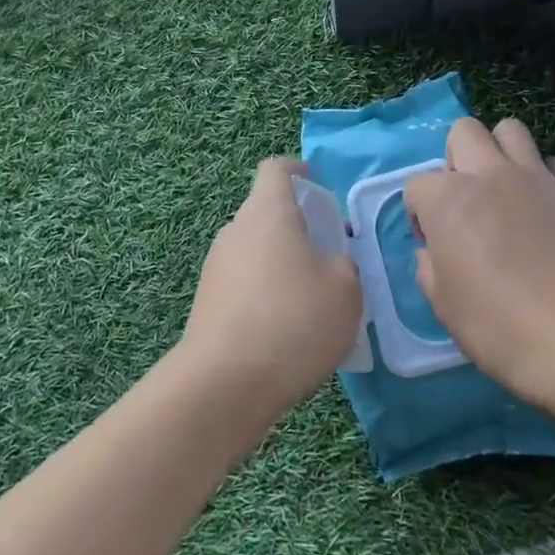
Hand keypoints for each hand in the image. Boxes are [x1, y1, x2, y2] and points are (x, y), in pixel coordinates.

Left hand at [180, 158, 363, 419]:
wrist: (225, 384)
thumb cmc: (293, 320)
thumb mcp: (346, 289)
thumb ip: (344, 264)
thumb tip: (331, 263)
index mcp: (268, 211)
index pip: (276, 170)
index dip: (298, 171)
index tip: (317, 184)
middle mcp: (236, 230)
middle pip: (267, 213)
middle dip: (298, 227)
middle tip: (330, 255)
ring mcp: (216, 267)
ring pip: (256, 251)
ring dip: (283, 265)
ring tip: (313, 301)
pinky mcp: (208, 304)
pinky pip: (245, 285)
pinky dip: (267, 295)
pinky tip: (288, 332)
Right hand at [406, 119, 554, 400]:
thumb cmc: (500, 326)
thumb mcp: (444, 306)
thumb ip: (430, 267)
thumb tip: (434, 252)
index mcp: (448, 200)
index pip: (417, 185)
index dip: (420, 213)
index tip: (434, 243)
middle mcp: (489, 174)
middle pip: (464, 132)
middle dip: (457, 158)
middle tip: (468, 200)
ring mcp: (537, 176)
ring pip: (511, 130)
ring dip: (501, 153)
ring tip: (508, 190)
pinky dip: (546, 178)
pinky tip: (549, 209)